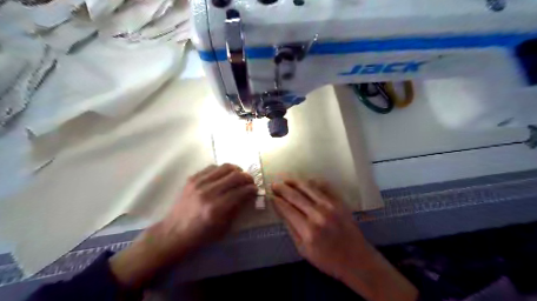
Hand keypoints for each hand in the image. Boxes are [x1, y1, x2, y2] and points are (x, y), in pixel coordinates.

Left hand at [109, 164, 256, 288]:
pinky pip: (212, 167)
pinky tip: (224, 176)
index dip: (252, 189)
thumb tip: (248, 194)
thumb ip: (237, 208)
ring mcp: (198, 183)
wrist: (173, 233)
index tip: (255, 189)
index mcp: (216, 208)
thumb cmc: (200, 235)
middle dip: (247, 177)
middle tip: (251, 181)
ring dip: (236, 170)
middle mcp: (208, 192)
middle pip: (235, 176)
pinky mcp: (192, 179)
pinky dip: (222, 170)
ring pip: (225, 167)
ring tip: (239, 176)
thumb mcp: (223, 227)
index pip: (241, 191)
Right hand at [273, 179, 368, 279]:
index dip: (276, 200)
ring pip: (308, 187)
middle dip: (282, 188)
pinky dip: (312, 181)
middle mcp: (318, 214)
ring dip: (294, 181)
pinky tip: (305, 181)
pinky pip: (324, 186)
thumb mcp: (303, 250)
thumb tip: (281, 210)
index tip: (270, 195)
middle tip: (274, 184)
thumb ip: (291, 228)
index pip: (287, 208)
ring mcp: (330, 205)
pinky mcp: (340, 201)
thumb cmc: (327, 259)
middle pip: (295, 195)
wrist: (356, 259)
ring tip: (286, 179)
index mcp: (307, 229)